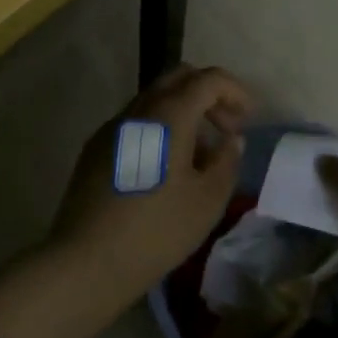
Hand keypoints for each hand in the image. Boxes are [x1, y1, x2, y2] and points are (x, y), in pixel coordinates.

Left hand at [50, 65, 251, 302]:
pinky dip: (160, 128)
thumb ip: (226, 161)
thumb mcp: (207, 201)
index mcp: (169, 113)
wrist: (87, 259)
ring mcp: (113, 125)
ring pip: (155, 98)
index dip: (235, 90)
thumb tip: (232, 138)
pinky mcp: (97, 146)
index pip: (208, 79)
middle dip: (209, 94)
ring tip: (200, 154)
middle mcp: (139, 108)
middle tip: (227, 128)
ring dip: (183, 111)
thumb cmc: (157, 230)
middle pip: (179, 77)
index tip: (249, 117)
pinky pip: (136, 121)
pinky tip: (166, 167)